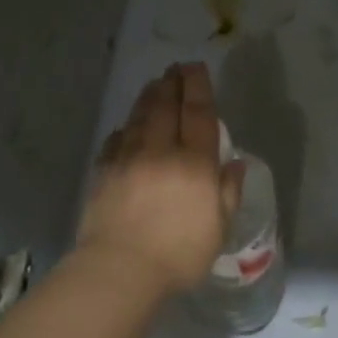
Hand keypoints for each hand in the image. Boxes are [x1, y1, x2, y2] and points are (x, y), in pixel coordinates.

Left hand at [77, 63, 243, 297]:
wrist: (120, 269)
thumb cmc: (179, 254)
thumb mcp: (219, 228)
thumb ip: (228, 192)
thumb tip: (234, 163)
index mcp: (194, 163)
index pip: (198, 113)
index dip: (198, 87)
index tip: (197, 68)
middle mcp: (161, 151)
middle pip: (166, 106)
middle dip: (172, 83)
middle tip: (176, 68)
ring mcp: (128, 158)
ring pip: (139, 117)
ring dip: (149, 97)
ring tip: (155, 84)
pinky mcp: (104, 172)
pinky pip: (116, 139)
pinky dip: (125, 128)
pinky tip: (127, 127)